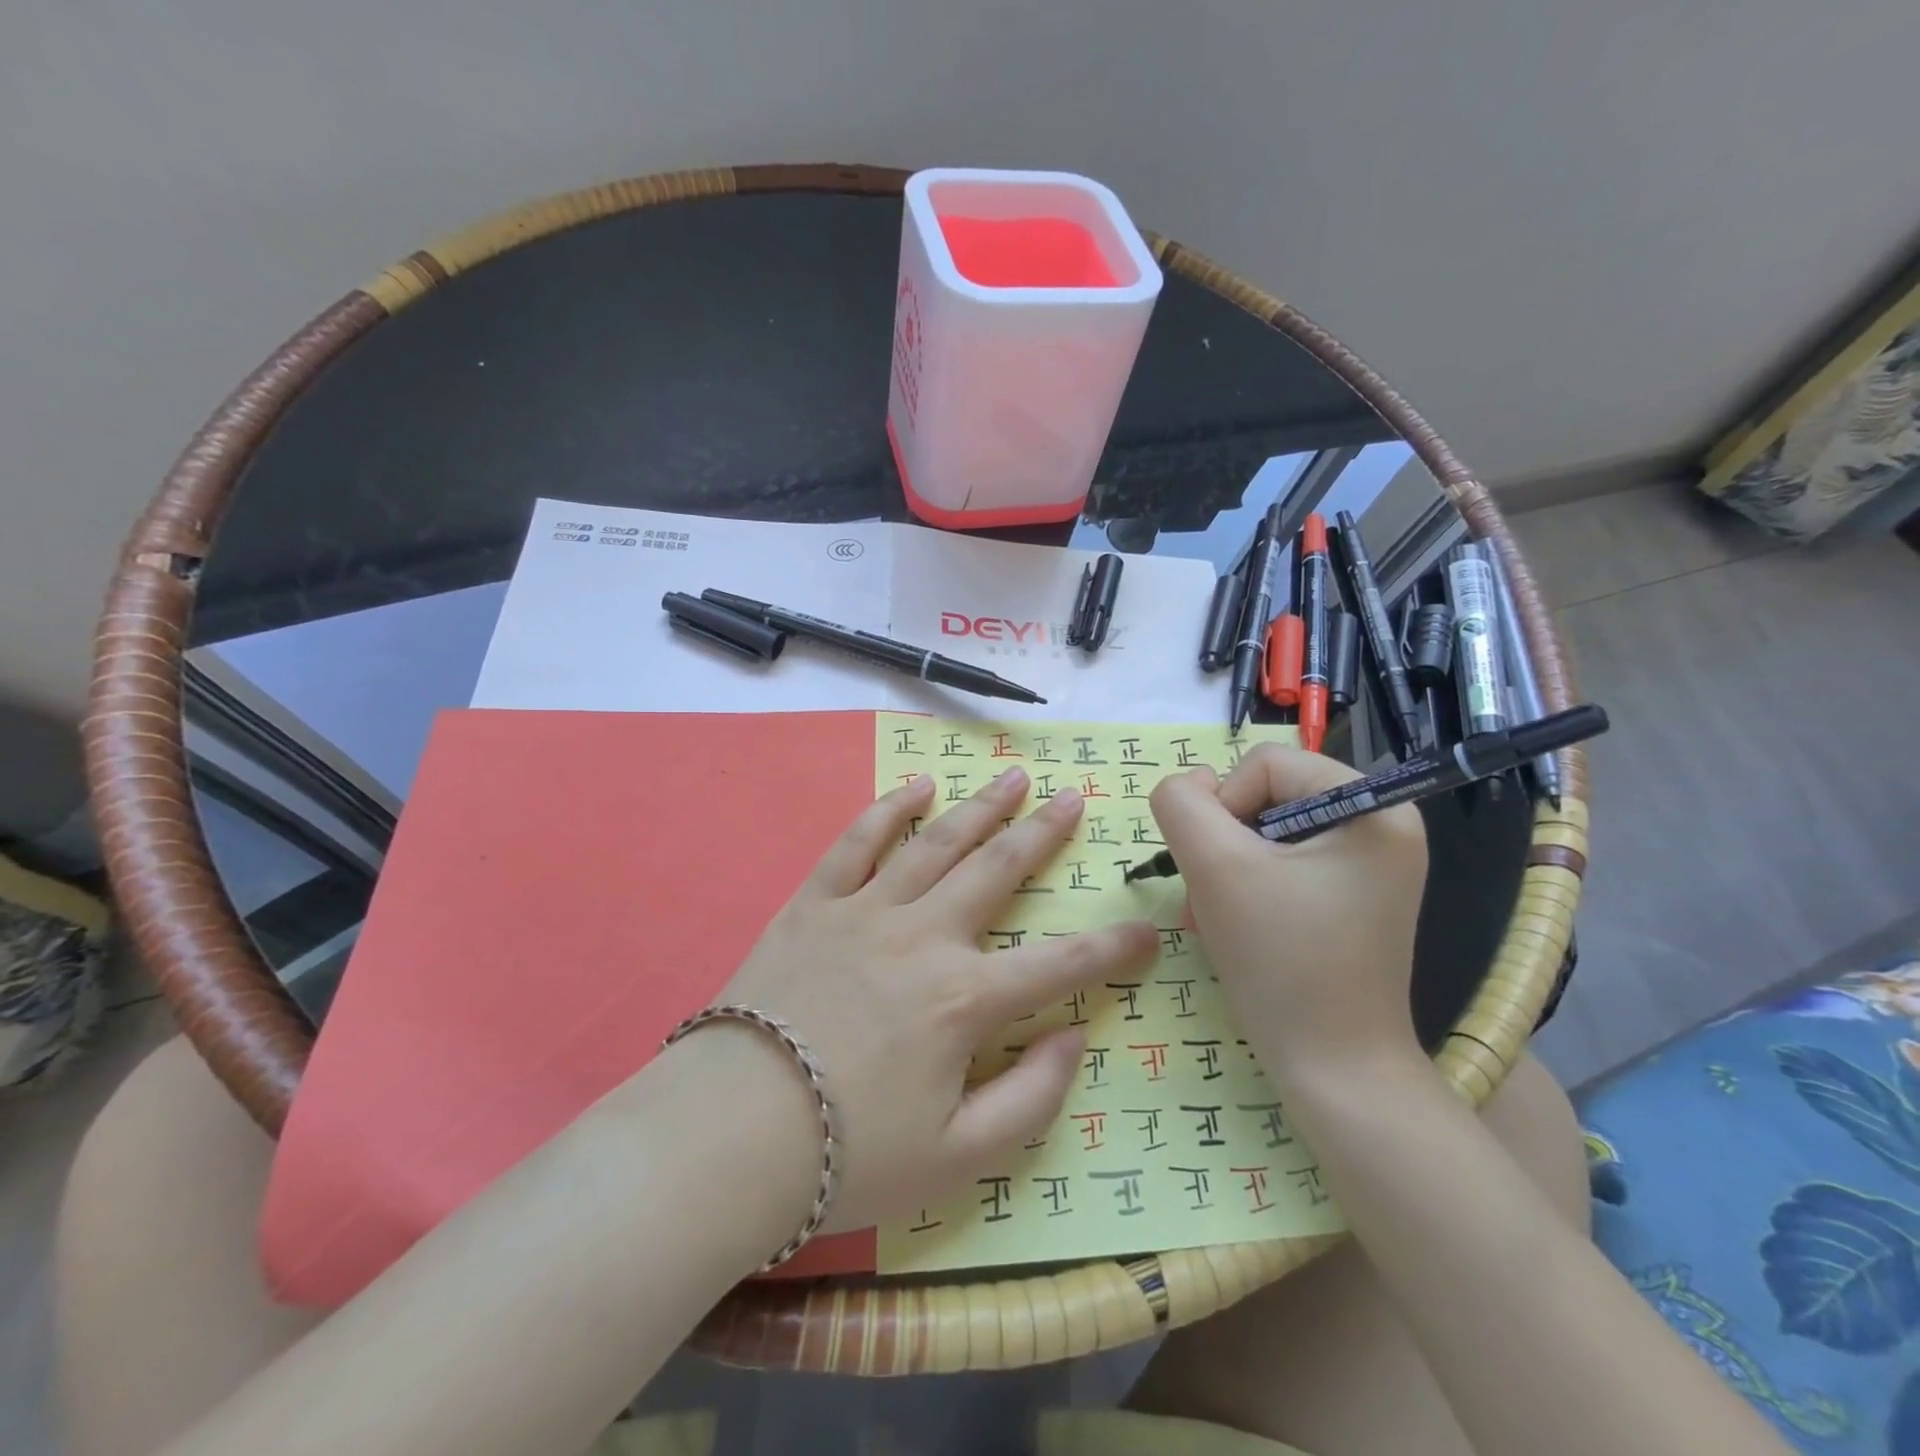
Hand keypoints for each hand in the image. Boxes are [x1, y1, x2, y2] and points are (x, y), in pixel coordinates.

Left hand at [715, 768, 1157, 1233]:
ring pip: (937, 842)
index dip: (1113, 948)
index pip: (1061, 964)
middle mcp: (925, 936)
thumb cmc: (850, 1153)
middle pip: (998, 870)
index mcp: (965, 999)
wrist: (732, 1134)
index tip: (1149, 929)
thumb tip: (1074, 1038)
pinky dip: (889, 809)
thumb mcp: (959, 1157)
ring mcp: (867, 910)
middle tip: (1073, 798)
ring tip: (1012, 777)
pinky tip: (917, 786)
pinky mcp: (815, 903)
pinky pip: (857, 843)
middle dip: (1043, 834)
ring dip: (980, 807)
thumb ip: (1031, 1098)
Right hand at [1149, 746, 1427, 1071]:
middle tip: (1208, 897)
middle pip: (1265, 795)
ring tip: (1214, 917)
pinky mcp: (1350, 894)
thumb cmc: (1282, 961)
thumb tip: (1188, 785)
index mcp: (1372, 806)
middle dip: (1223, 844)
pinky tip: (1232, 924)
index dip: (1222, 806)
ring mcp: (1368, 863)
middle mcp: (1382, 824)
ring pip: (1264, 831)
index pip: (1265, 763)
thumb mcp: (1215, 867)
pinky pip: (1282, 863)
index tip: (1218, 868)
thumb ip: (1181, 804)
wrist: (1333, 1068)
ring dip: (1225, 868)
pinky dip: (1245, 887)